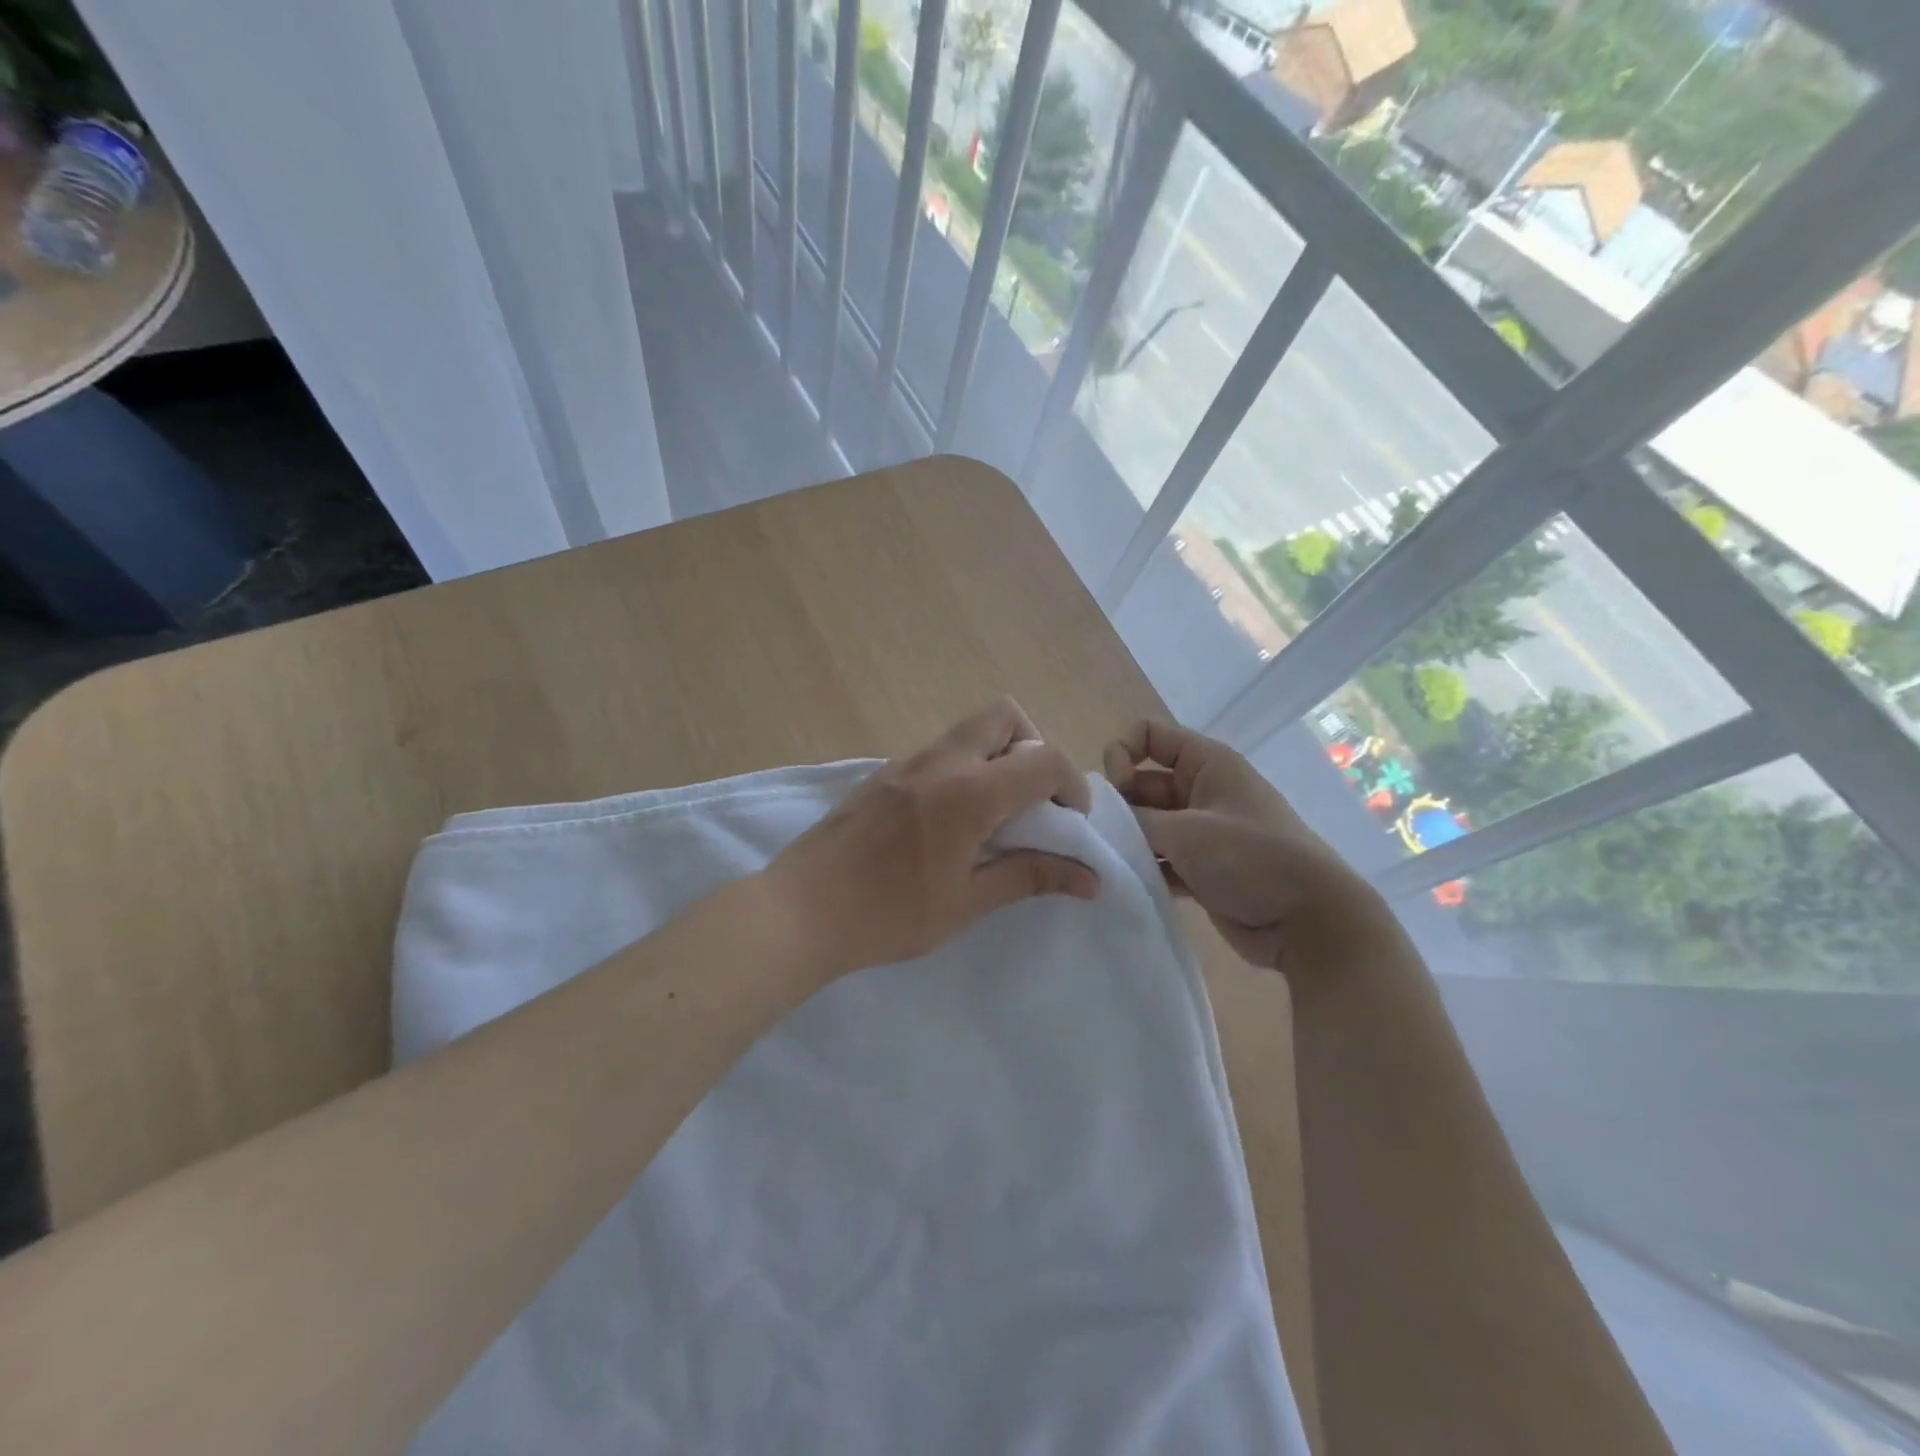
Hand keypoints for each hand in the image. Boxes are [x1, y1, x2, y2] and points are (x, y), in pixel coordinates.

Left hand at [763, 699, 1098, 978]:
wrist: (799, 912)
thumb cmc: (888, 916)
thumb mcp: (966, 903)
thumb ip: (1030, 877)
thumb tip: (1090, 880)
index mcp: (969, 791)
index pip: (1044, 760)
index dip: (1072, 786)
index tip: (1070, 824)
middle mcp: (940, 761)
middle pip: (1005, 715)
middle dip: (1034, 747)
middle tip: (1032, 800)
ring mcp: (905, 762)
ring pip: (968, 730)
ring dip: (997, 756)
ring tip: (994, 814)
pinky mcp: (882, 774)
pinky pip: (939, 751)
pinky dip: (964, 767)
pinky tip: (950, 821)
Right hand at [1103, 720, 1383, 970]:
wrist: (1309, 922)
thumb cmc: (1250, 859)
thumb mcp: (1185, 831)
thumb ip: (1135, 819)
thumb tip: (1101, 819)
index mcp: (1206, 763)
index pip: (1148, 734)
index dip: (1121, 753)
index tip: (1115, 790)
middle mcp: (1202, 789)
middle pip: (1142, 781)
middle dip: (1119, 805)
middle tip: (1104, 836)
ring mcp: (1203, 831)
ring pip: (1149, 823)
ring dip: (1129, 840)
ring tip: (1111, 862)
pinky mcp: (1202, 868)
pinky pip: (1161, 857)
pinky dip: (1145, 867)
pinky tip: (1128, 883)